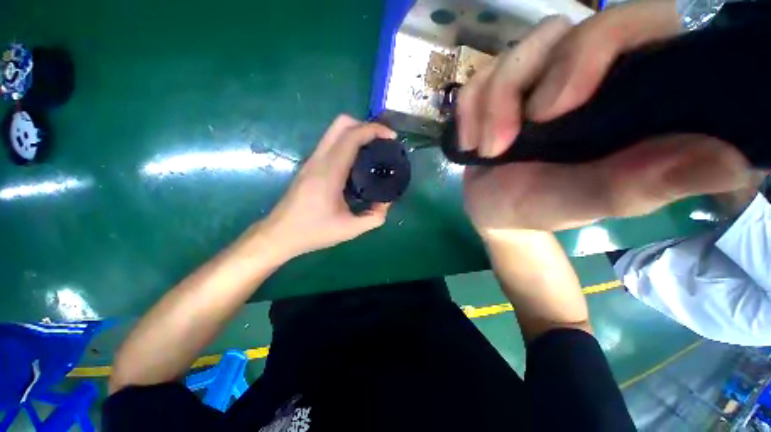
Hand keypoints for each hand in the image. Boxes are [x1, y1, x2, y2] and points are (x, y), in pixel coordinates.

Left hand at [259, 115, 395, 257]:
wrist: (279, 234)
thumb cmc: (313, 231)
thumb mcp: (350, 229)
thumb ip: (374, 217)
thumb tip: (386, 203)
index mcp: (330, 172)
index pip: (352, 137)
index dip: (374, 130)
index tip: (391, 137)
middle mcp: (319, 160)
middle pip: (341, 124)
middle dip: (365, 125)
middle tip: (381, 141)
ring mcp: (312, 161)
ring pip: (334, 131)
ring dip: (356, 133)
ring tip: (373, 150)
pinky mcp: (309, 166)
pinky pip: (331, 144)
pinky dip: (347, 143)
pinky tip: (357, 162)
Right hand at [459, 6, 752, 235]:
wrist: (497, 211)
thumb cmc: (542, 208)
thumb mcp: (589, 202)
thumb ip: (647, 183)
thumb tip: (734, 161)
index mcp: (625, 93)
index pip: (636, 24)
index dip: (596, 46)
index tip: (553, 110)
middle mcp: (582, 72)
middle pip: (558, 32)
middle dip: (517, 87)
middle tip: (502, 143)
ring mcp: (534, 80)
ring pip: (509, 56)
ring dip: (487, 108)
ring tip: (486, 152)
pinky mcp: (496, 93)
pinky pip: (476, 81)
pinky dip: (467, 112)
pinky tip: (469, 144)